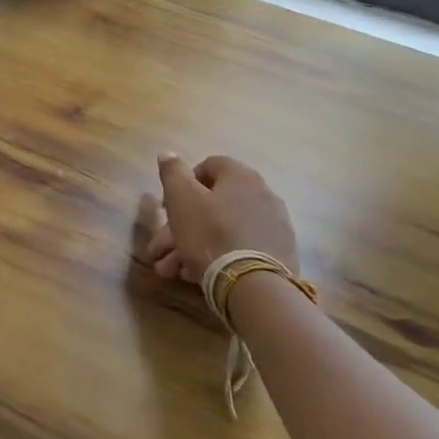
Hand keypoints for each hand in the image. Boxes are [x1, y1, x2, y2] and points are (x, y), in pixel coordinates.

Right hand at [147, 153, 298, 281]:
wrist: (253, 285)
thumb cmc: (210, 234)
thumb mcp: (181, 199)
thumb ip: (173, 172)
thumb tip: (169, 153)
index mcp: (241, 177)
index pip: (209, 166)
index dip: (183, 183)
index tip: (168, 207)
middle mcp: (263, 196)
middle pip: (212, 204)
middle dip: (178, 227)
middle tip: (159, 249)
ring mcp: (273, 227)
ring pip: (222, 230)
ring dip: (190, 247)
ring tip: (170, 271)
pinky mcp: (278, 255)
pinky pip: (239, 249)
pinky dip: (217, 257)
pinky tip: (195, 276)